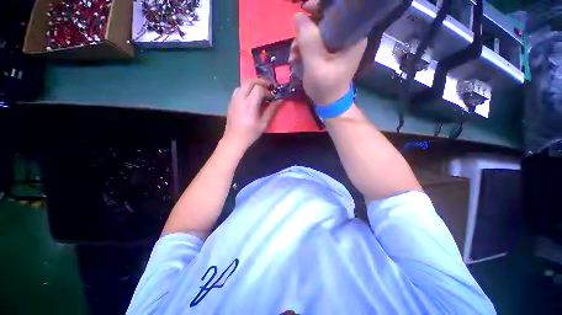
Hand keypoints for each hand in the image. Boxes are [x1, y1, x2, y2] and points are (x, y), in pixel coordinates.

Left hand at [223, 79, 280, 151]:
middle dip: (259, 81)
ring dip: (252, 84)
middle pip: (249, 82)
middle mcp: (240, 98)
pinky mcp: (231, 102)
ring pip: (242, 84)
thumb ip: (271, 110)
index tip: (272, 97)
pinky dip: (245, 89)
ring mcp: (234, 100)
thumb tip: (279, 100)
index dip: (267, 90)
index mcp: (250, 104)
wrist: (234, 139)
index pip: (259, 88)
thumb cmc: (250, 133)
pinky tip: (250, 97)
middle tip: (267, 86)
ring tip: (259, 91)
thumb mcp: (263, 123)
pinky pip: (238, 90)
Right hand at [289, 6, 366, 104]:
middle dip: (307, 31)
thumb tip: (298, 15)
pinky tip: (296, 59)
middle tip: (295, 44)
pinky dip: (304, 50)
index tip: (305, 10)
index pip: (339, 10)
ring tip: (293, 57)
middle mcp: (348, 37)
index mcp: (353, 36)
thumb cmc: (325, 87)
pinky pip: (315, 44)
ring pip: (317, 33)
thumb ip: (307, 39)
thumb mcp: (315, 64)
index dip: (320, 7)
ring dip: (302, 43)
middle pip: (325, 20)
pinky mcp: (329, 53)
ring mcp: (338, 46)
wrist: (328, 103)